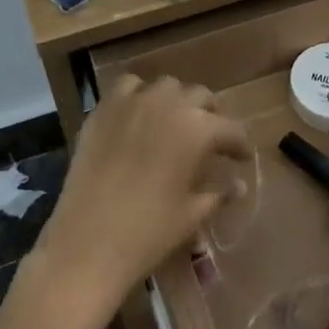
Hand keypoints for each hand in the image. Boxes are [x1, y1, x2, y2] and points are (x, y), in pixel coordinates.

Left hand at [34, 75, 250, 317]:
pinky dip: (139, 95)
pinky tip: (139, 116)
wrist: (86, 242)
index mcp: (197, 130)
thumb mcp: (191, 214)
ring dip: (176, 101)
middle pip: (200, 97)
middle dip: (210, 116)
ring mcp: (132, 102)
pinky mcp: (103, 110)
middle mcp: (168, 105)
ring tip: (175, 123)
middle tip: (211, 139)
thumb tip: (238, 184)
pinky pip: (127, 87)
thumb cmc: (148, 232)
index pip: (230, 129)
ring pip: (166, 86)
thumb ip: (218, 193)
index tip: (242, 158)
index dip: (240, 145)